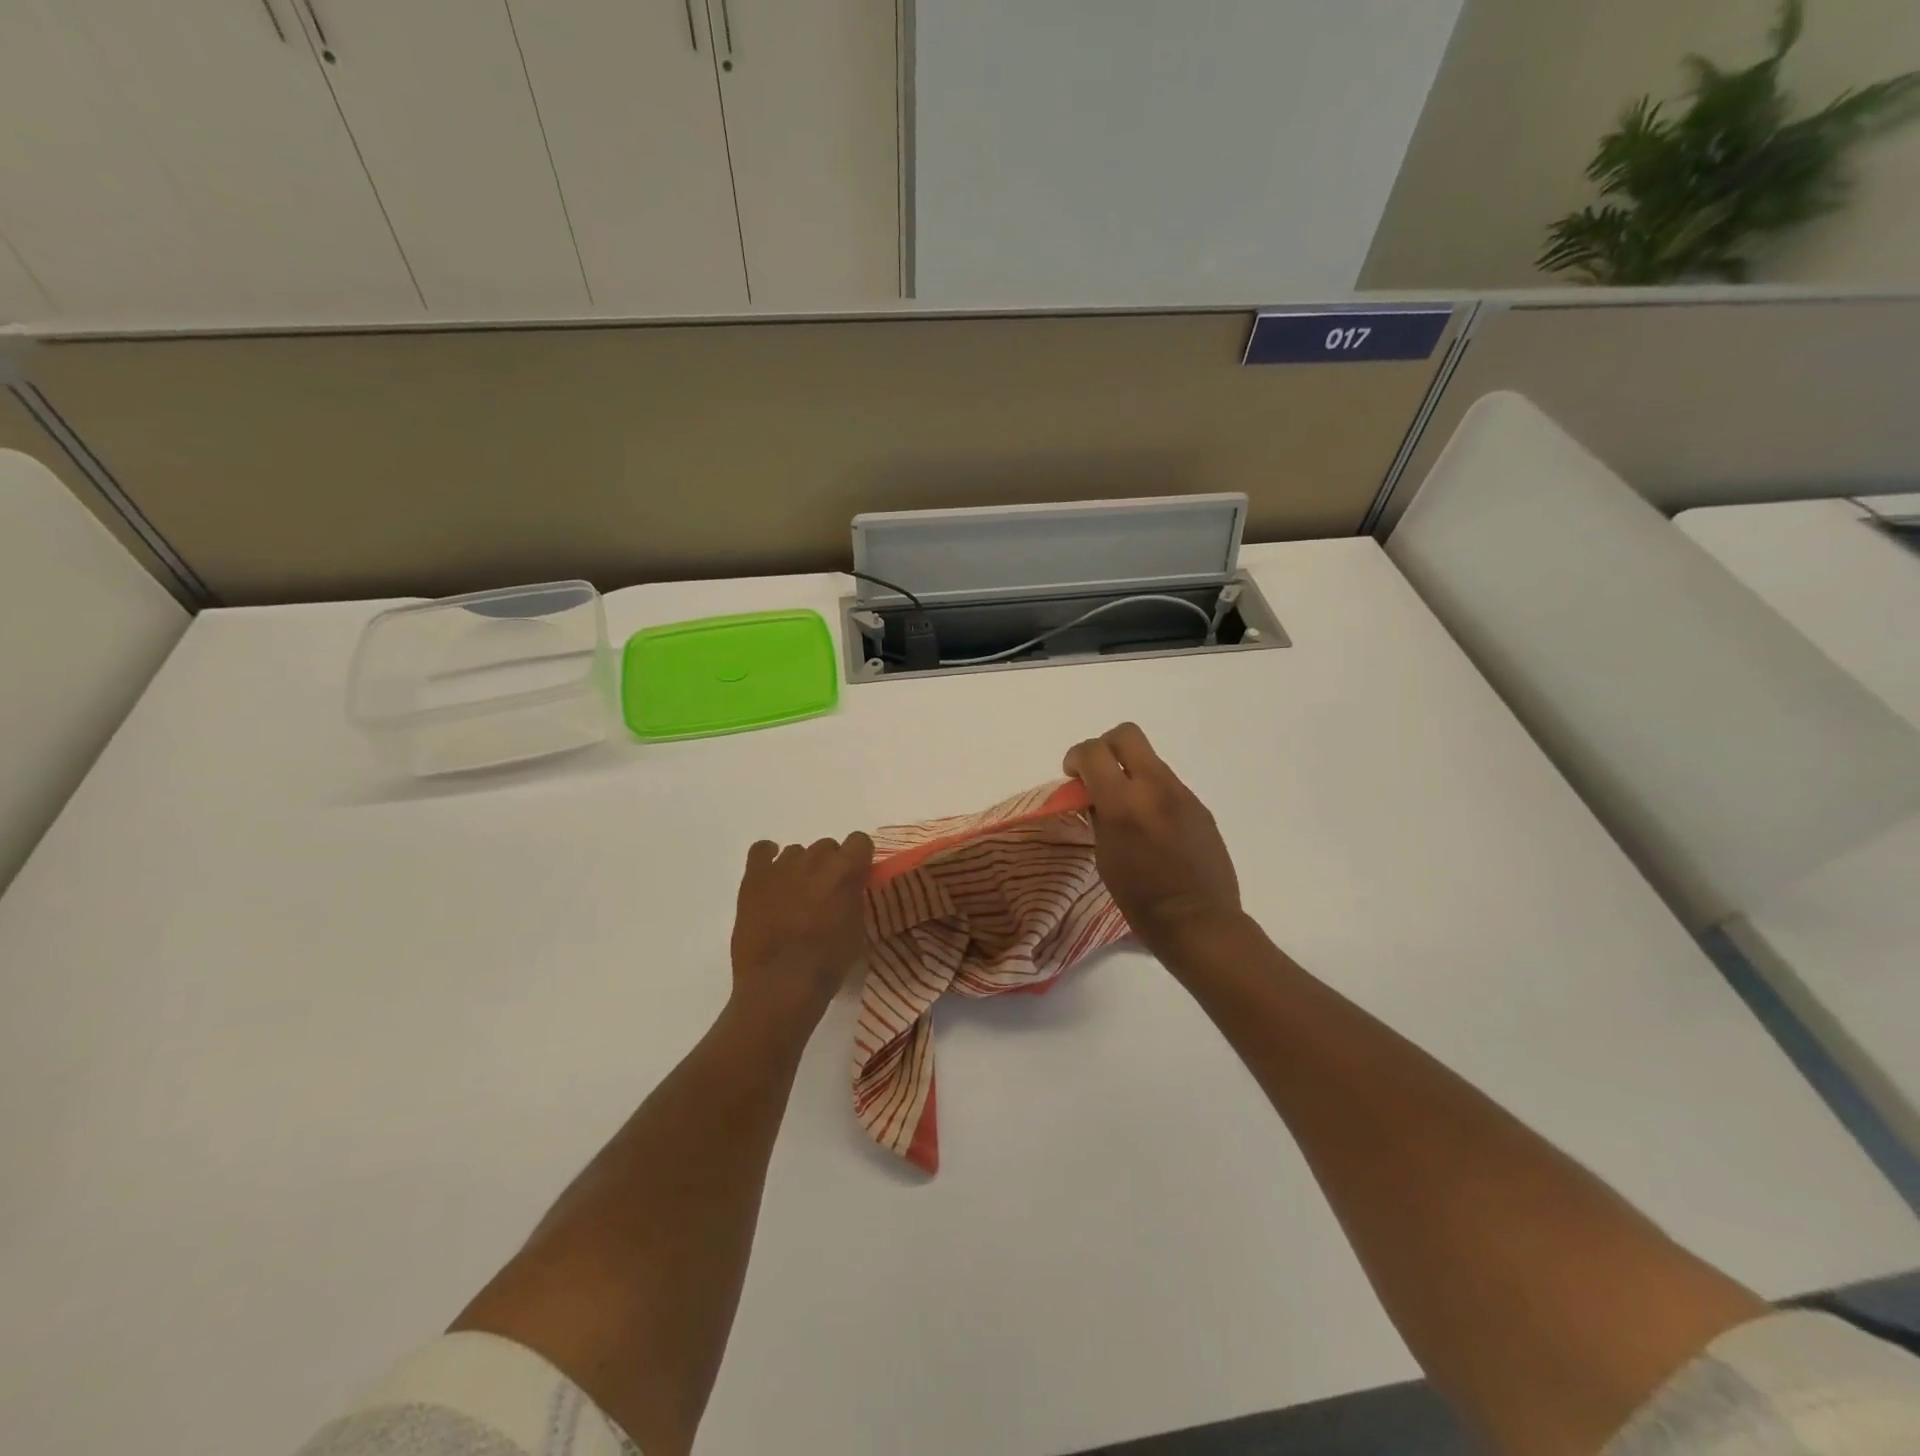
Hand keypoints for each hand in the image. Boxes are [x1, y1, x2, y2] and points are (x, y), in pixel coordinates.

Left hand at [729, 833, 874, 1028]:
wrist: (780, 984)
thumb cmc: (827, 964)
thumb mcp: (857, 930)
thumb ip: (854, 899)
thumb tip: (848, 890)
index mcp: (846, 870)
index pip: (859, 841)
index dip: (858, 858)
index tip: (856, 877)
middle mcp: (815, 859)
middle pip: (827, 846)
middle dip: (829, 865)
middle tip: (825, 894)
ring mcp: (781, 866)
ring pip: (797, 851)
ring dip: (801, 868)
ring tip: (795, 895)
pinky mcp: (754, 878)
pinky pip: (761, 850)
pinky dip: (768, 858)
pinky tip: (771, 877)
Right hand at [1064, 723, 1243, 957]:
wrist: (1198, 921)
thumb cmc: (1140, 899)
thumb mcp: (1105, 857)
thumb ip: (1098, 816)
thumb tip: (1094, 796)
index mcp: (1124, 803)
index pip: (1093, 752)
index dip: (1076, 757)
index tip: (1073, 776)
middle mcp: (1155, 788)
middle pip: (1127, 735)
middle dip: (1105, 748)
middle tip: (1098, 776)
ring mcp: (1183, 795)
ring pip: (1150, 760)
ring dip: (1131, 773)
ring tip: (1127, 810)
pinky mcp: (1200, 807)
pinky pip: (1168, 785)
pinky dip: (1152, 794)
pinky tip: (1152, 828)